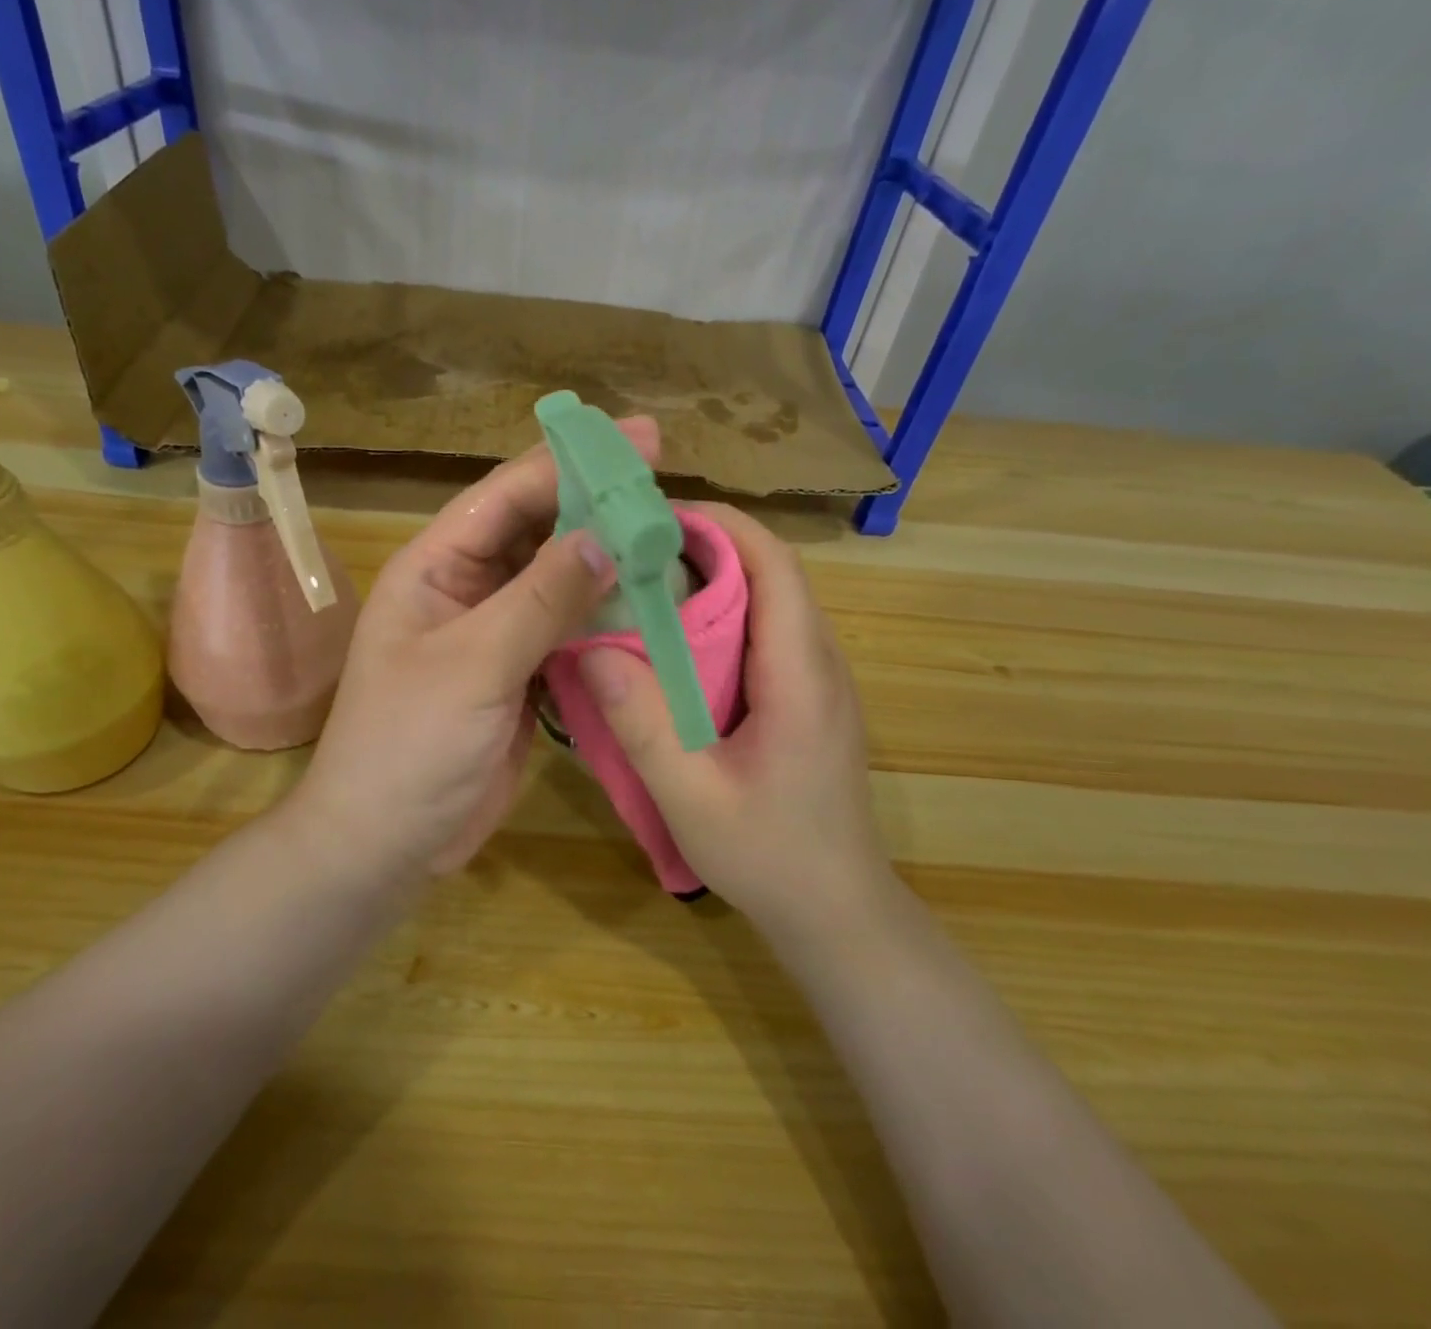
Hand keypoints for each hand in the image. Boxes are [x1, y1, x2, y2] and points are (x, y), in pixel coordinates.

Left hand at [296, 418, 660, 876]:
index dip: (571, 461)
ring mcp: (496, 633)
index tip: (640, 438)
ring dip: (607, 562)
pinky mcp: (521, 674)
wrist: (386, 844)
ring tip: (671, 539)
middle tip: (667, 486)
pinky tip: (649, 604)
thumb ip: (539, 599)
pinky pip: (568, 630)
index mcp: (435, 567)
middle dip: (596, 506)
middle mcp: (467, 588)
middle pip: (539, 530)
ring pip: (559, 580)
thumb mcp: (473, 665)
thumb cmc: (408, 746)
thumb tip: (606, 536)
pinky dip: (605, 617)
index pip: (508, 495)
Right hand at [575, 503, 890, 932]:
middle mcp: (820, 662)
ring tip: (642, 583)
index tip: (653, 515)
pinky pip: (766, 634)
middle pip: (770, 573)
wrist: (839, 914)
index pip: (773, 565)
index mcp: (801, 674)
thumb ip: (643, 724)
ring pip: (769, 601)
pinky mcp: (807, 700)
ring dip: (712, 579)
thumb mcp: (692, 798)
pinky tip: (674, 644)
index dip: (719, 525)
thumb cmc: (771, 859)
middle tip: (630, 547)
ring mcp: (818, 681)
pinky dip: (721, 617)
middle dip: (704, 545)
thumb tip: (591, 648)